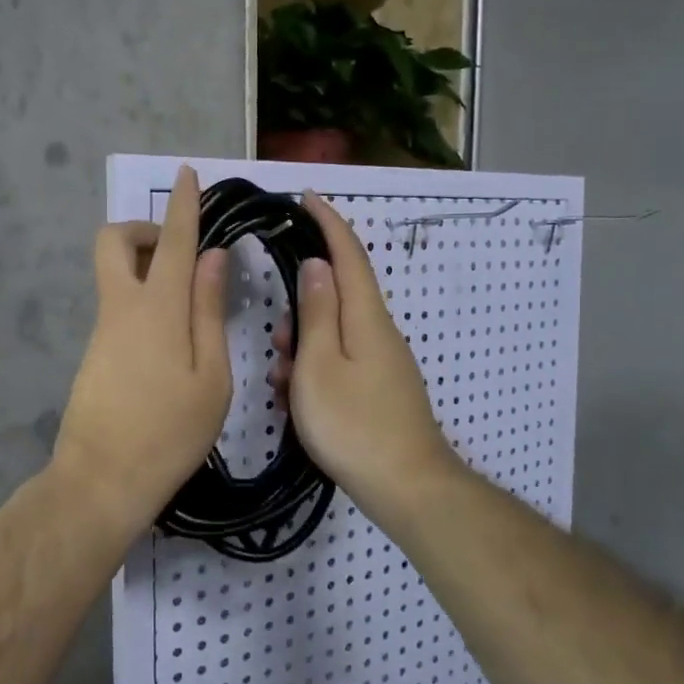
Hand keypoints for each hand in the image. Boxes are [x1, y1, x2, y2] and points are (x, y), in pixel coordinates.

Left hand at [51, 165, 230, 535]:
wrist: (102, 481)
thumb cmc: (171, 432)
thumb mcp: (211, 376)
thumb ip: (209, 311)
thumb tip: (212, 257)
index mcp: (158, 308)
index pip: (172, 241)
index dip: (182, 205)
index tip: (186, 174)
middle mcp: (122, 307)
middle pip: (113, 242)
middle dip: (143, 230)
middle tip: (180, 253)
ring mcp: (102, 331)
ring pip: (115, 274)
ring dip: (147, 268)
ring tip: (191, 306)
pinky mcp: (94, 354)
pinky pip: (118, 306)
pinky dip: (143, 300)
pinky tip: (172, 342)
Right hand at [268, 193, 459, 516]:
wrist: (406, 485)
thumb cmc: (353, 424)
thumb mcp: (320, 365)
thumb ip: (318, 312)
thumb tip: (317, 264)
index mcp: (367, 317)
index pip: (348, 255)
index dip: (327, 223)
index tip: (306, 198)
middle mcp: (380, 332)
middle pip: (339, 297)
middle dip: (303, 308)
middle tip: (277, 340)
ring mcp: (384, 363)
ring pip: (336, 335)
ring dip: (304, 347)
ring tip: (283, 382)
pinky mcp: (381, 389)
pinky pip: (342, 363)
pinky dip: (317, 370)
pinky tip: (297, 401)